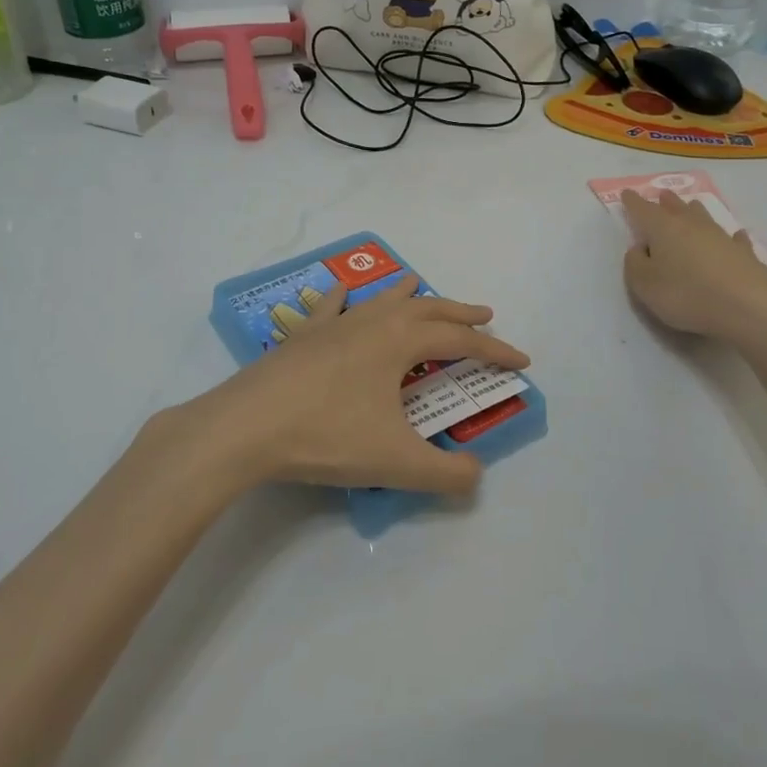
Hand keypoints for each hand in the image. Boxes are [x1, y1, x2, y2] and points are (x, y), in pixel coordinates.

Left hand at [163, 276, 529, 497]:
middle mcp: (371, 322)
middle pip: (427, 309)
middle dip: (460, 313)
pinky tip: (343, 291)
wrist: (245, 427)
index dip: (494, 351)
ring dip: (409, 297)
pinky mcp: (301, 337)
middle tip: (486, 315)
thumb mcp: (395, 462)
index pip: (460, 341)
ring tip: (423, 289)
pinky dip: (343, 298)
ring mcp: (333, 325)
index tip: (521, 361)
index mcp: (399, 342)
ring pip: (380, 300)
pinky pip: (329, 308)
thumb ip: (444, 473)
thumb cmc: (325, 435)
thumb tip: (477, 477)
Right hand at [620, 190, 766, 344]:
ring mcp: (721, 237)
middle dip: (666, 202)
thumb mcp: (644, 285)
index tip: (627, 193)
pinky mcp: (745, 254)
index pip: (643, 210)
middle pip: (676, 208)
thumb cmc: (686, 294)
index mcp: (663, 229)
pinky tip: (737, 235)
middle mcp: (692, 226)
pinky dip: (732, 236)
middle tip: (662, 195)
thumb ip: (635, 264)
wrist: (746, 307)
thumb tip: (639, 248)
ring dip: (695, 211)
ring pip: (704, 217)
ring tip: (691, 205)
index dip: (633, 202)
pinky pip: (735, 239)